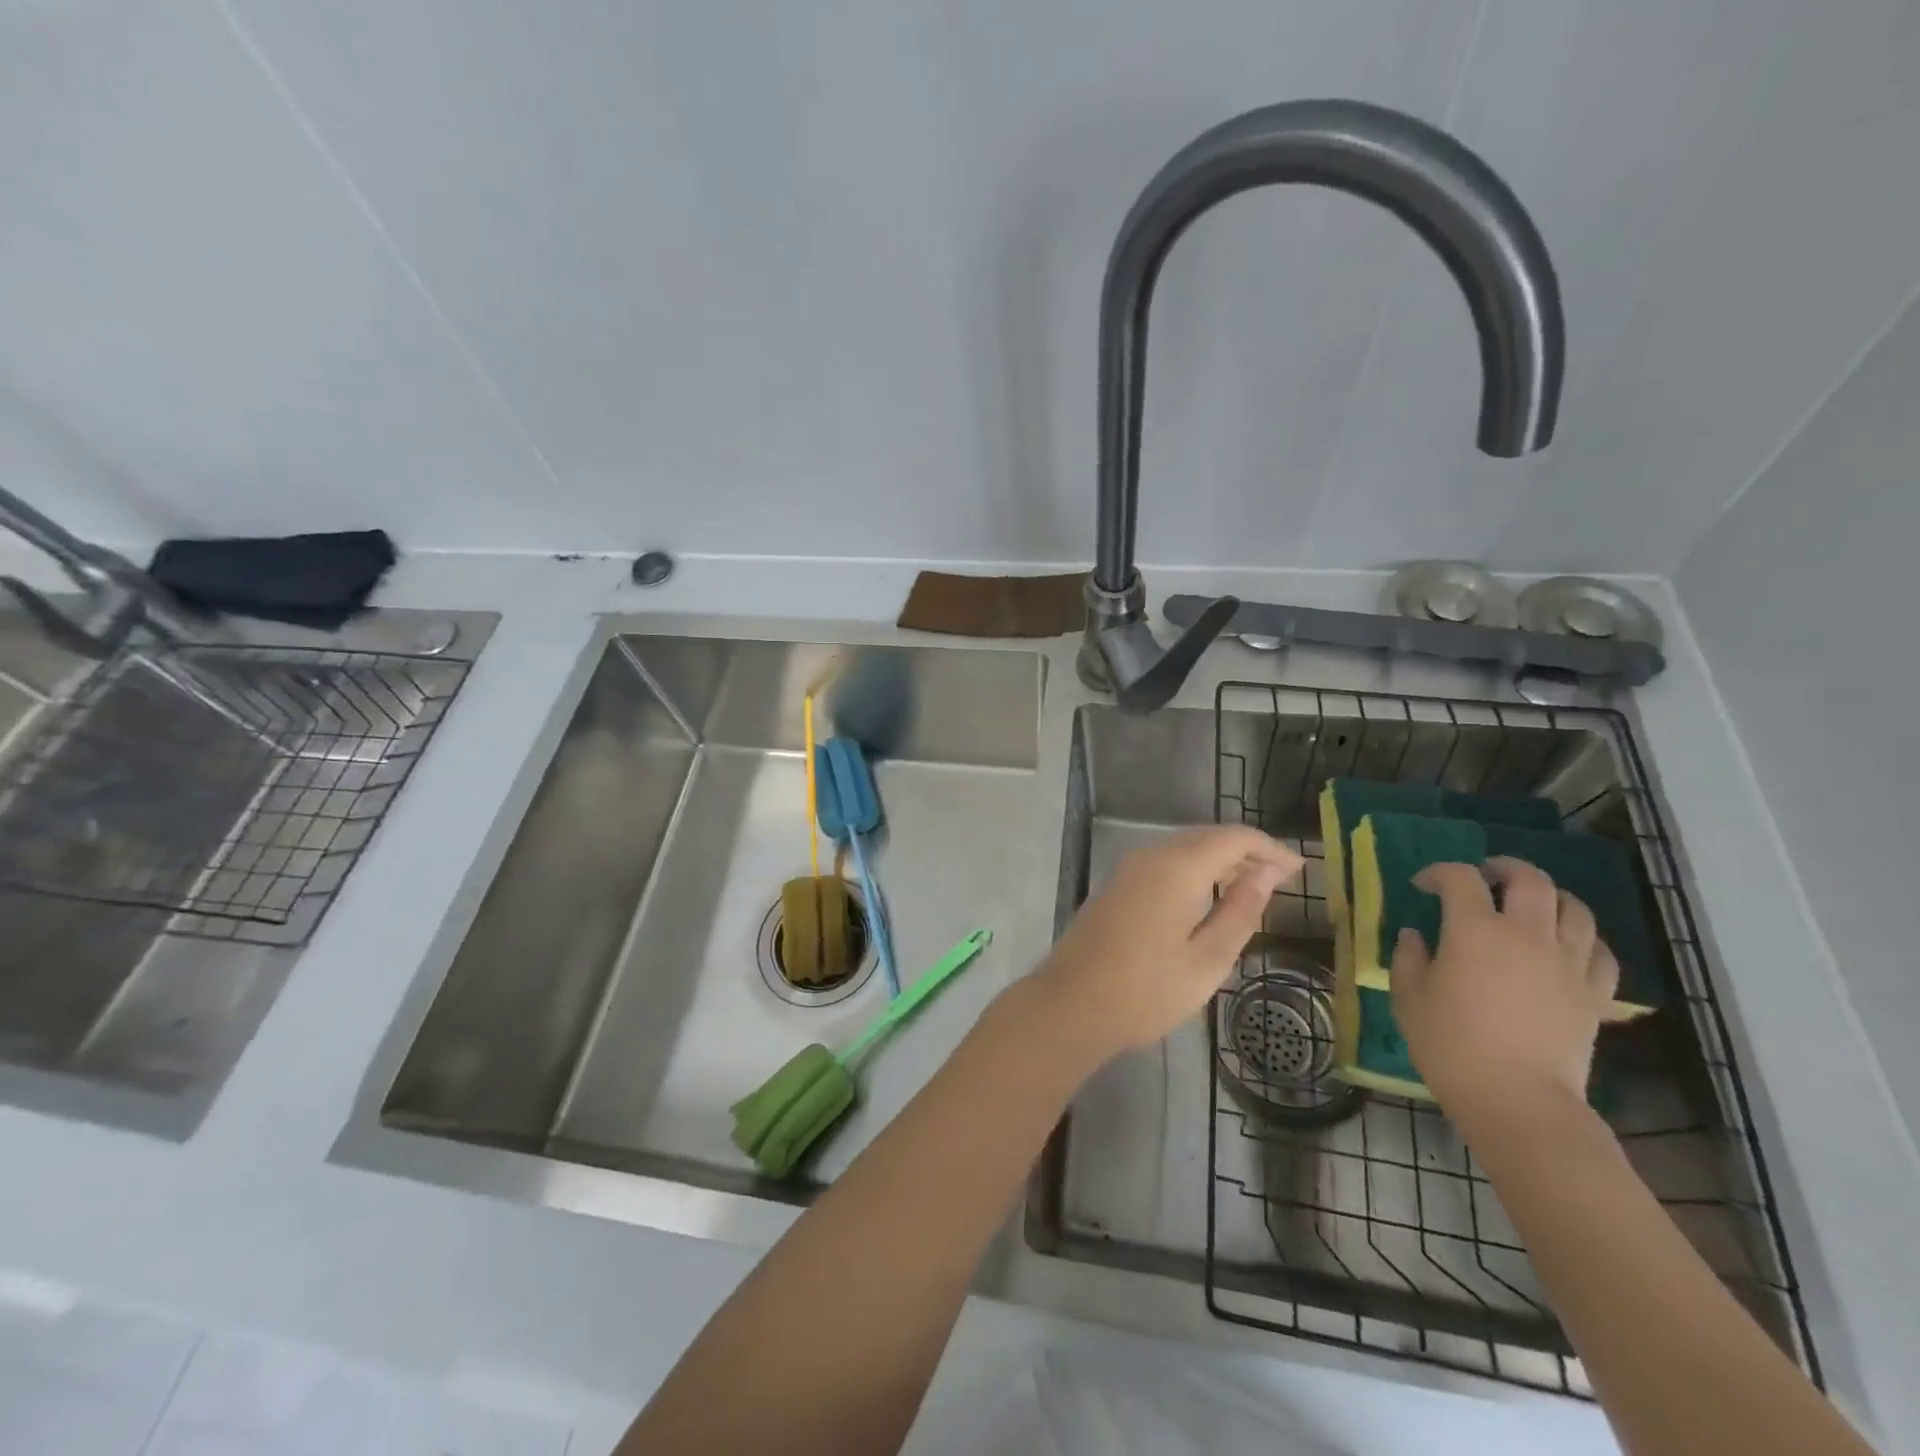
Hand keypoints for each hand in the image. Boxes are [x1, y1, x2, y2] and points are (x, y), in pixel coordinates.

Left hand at [1036, 826, 1304, 1059]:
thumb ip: (1239, 911)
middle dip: (1246, 852)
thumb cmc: (1146, 991)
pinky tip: (1206, 901)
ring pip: (1183, 850)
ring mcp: (1127, 871)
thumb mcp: (1207, 960)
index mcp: (1177, 867)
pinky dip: (1193, 873)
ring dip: (1219, 862)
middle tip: (1281, 880)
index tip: (1299, 869)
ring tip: (1251, 891)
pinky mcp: (1116, 887)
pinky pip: (1164, 865)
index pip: (1233, 838)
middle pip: (1206, 838)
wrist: (1070, 1005)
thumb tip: (1266, 873)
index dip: (1269, 848)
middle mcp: (1150, 857)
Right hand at [1391, 857, 1618, 1115]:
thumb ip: (1409, 958)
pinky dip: (1583, 939)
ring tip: (1531, 907)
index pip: (1459, 878)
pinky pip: (1600, 951)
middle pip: (1529, 879)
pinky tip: (1566, 948)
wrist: (1517, 1100)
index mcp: (1474, 930)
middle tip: (1486, 877)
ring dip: (1550, 898)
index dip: (1438, 873)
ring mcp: (1567, 962)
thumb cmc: (1450, 1045)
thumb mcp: (1409, 997)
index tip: (1423, 885)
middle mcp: (1526, 934)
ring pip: (1574, 908)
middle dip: (1504, 868)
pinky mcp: (1594, 993)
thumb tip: (1415, 936)